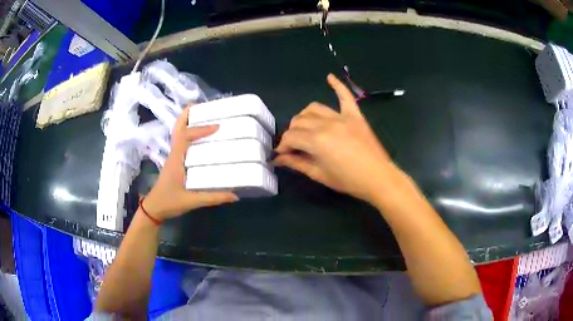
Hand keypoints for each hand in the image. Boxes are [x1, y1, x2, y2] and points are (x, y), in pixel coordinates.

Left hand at [143, 105, 237, 220]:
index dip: (200, 129)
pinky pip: (183, 141)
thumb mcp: (191, 201)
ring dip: (189, 122)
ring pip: (179, 132)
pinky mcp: (176, 161)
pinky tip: (202, 138)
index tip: (217, 126)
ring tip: (205, 116)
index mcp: (176, 158)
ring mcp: (174, 156)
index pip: (186, 136)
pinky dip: (190, 133)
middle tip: (204, 107)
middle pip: (178, 127)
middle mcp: (174, 153)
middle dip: (188, 114)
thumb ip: (213, 197)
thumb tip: (235, 195)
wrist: (154, 208)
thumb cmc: (169, 202)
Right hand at [275, 74, 394, 203]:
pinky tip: (329, 77)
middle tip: (294, 146)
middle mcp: (325, 124)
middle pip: (299, 121)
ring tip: (304, 127)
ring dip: (304, 116)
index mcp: (316, 141)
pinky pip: (345, 96)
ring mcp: (341, 117)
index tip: (282, 154)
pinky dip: (337, 85)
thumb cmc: (348, 180)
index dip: (283, 146)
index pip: (290, 136)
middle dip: (291, 133)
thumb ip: (297, 164)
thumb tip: (278, 158)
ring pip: (314, 108)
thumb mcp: (319, 175)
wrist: (378, 178)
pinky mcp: (355, 115)